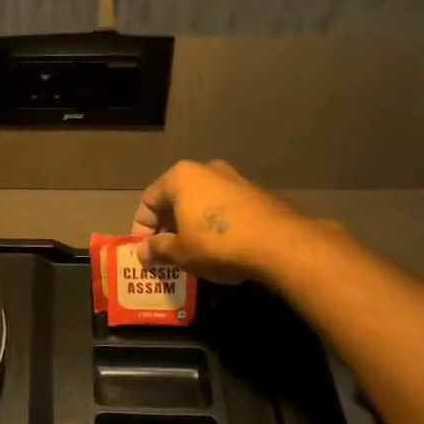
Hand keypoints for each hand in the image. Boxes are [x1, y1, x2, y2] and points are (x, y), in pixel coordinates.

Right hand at [130, 159, 318, 283]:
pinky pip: (223, 209)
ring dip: (191, 227)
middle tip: (165, 255)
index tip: (145, 253)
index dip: (141, 229)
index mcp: (180, 177)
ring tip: (191, 254)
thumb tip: (142, 251)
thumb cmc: (218, 244)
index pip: (148, 201)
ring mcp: (234, 178)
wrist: (281, 244)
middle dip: (167, 228)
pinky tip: (219, 249)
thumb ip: (157, 249)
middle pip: (175, 199)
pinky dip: (214, 226)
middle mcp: (205, 169)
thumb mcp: (181, 253)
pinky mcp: (255, 193)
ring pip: (201, 203)